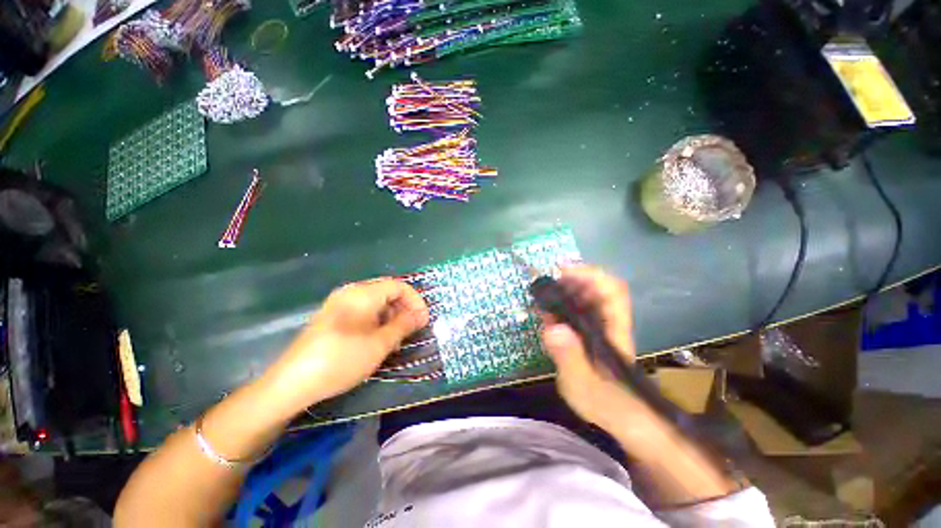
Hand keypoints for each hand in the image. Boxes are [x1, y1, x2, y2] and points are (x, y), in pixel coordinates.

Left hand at [264, 279, 428, 415]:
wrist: (292, 383)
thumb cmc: (342, 359)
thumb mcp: (380, 344)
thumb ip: (404, 325)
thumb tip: (421, 315)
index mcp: (363, 293)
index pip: (399, 286)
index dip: (415, 301)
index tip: (423, 320)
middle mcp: (351, 292)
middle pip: (387, 291)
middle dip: (404, 308)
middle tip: (412, 329)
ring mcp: (339, 303)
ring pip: (375, 302)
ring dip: (391, 316)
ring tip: (397, 338)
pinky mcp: (332, 316)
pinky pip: (362, 310)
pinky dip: (377, 320)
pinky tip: (378, 339)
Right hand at [539, 266, 664, 447]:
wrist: (621, 415)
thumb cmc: (605, 401)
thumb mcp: (582, 384)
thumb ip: (569, 357)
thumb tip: (553, 328)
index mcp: (612, 327)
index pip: (611, 288)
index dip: (588, 274)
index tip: (562, 272)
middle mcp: (608, 320)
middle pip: (596, 285)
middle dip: (570, 278)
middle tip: (544, 284)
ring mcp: (600, 324)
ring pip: (585, 295)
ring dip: (563, 290)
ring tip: (542, 297)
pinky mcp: (590, 330)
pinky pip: (576, 308)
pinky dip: (561, 304)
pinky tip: (547, 312)